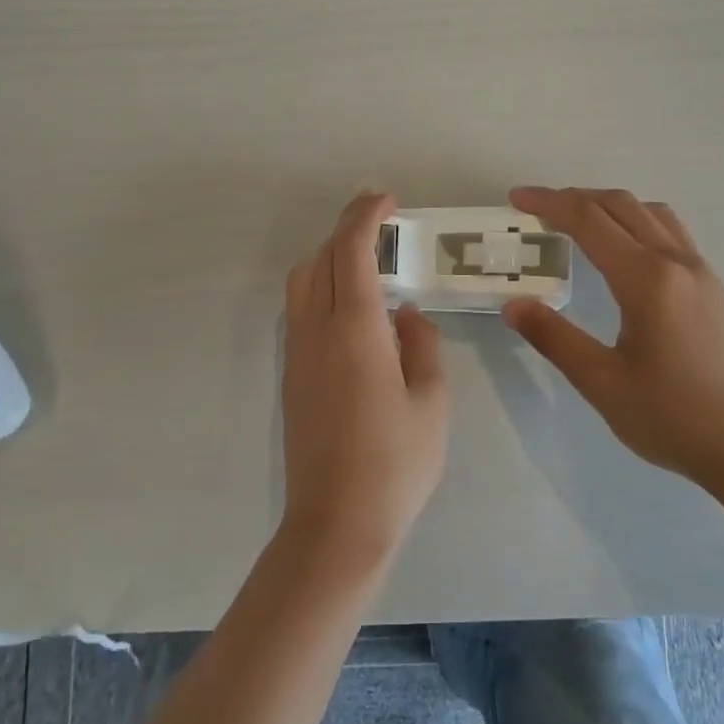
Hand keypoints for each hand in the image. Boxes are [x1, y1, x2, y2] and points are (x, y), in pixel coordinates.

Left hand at [280, 191, 450, 570]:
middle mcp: (316, 331)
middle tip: (382, 225)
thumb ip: (422, 345)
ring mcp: (297, 354)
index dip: (365, 216)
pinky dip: (321, 287)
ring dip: (329, 258)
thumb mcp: (432, 401)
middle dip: (346, 230)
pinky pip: (300, 310)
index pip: (350, 252)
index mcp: (355, 330)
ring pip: (302, 283)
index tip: (387, 200)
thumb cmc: (396, 462)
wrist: (337, 523)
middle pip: (318, 259)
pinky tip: (353, 308)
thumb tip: (404, 315)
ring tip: (368, 262)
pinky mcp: (291, 375)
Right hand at [501, 186, 723, 484]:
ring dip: (609, 206)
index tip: (517, 198)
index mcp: (647, 280)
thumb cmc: (674, 419)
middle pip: (621, 205)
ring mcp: (701, 272)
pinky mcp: (714, 288)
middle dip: (575, 198)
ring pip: (651, 213)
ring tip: (577, 222)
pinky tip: (624, 253)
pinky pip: (670, 232)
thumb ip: (555, 338)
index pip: (590, 221)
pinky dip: (636, 222)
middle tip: (537, 208)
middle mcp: (677, 262)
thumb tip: (514, 305)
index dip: (550, 203)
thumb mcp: (603, 383)